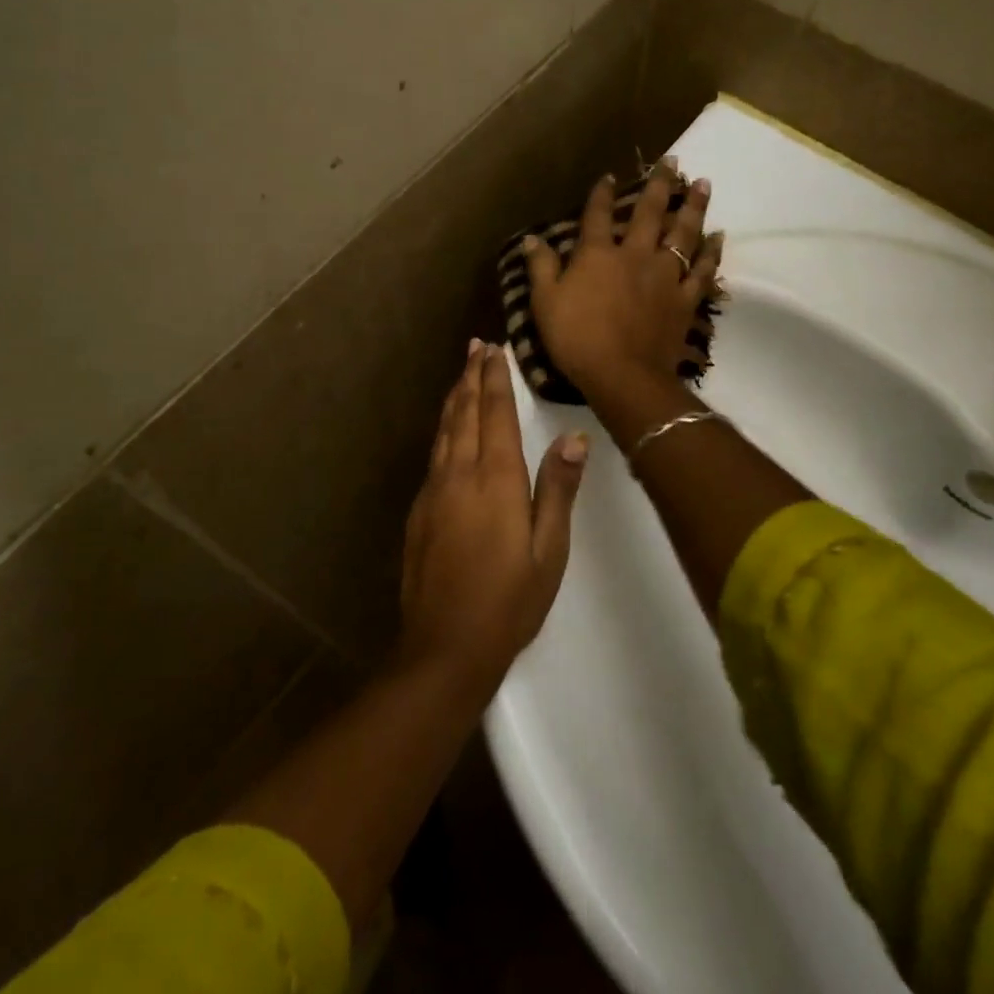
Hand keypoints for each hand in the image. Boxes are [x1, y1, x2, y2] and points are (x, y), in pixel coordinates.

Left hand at [398, 339, 587, 694]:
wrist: (444, 648)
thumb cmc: (509, 602)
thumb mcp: (549, 550)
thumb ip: (558, 489)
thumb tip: (574, 437)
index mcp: (496, 480)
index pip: (496, 414)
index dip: (495, 379)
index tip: (495, 349)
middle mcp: (460, 475)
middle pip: (464, 413)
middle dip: (471, 376)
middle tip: (476, 346)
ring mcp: (434, 492)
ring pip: (444, 431)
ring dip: (454, 398)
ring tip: (461, 373)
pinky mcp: (419, 511)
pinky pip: (434, 455)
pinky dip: (443, 429)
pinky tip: (447, 430)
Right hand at [521, 163, 721, 403]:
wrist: (622, 374)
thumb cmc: (576, 338)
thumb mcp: (545, 303)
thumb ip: (541, 268)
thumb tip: (532, 238)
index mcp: (598, 254)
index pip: (597, 215)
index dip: (601, 194)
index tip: (608, 176)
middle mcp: (635, 255)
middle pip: (649, 213)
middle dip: (660, 185)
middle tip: (673, 162)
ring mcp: (664, 276)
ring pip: (683, 233)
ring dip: (693, 207)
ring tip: (703, 183)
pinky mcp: (685, 299)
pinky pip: (702, 270)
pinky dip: (711, 253)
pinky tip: (718, 236)